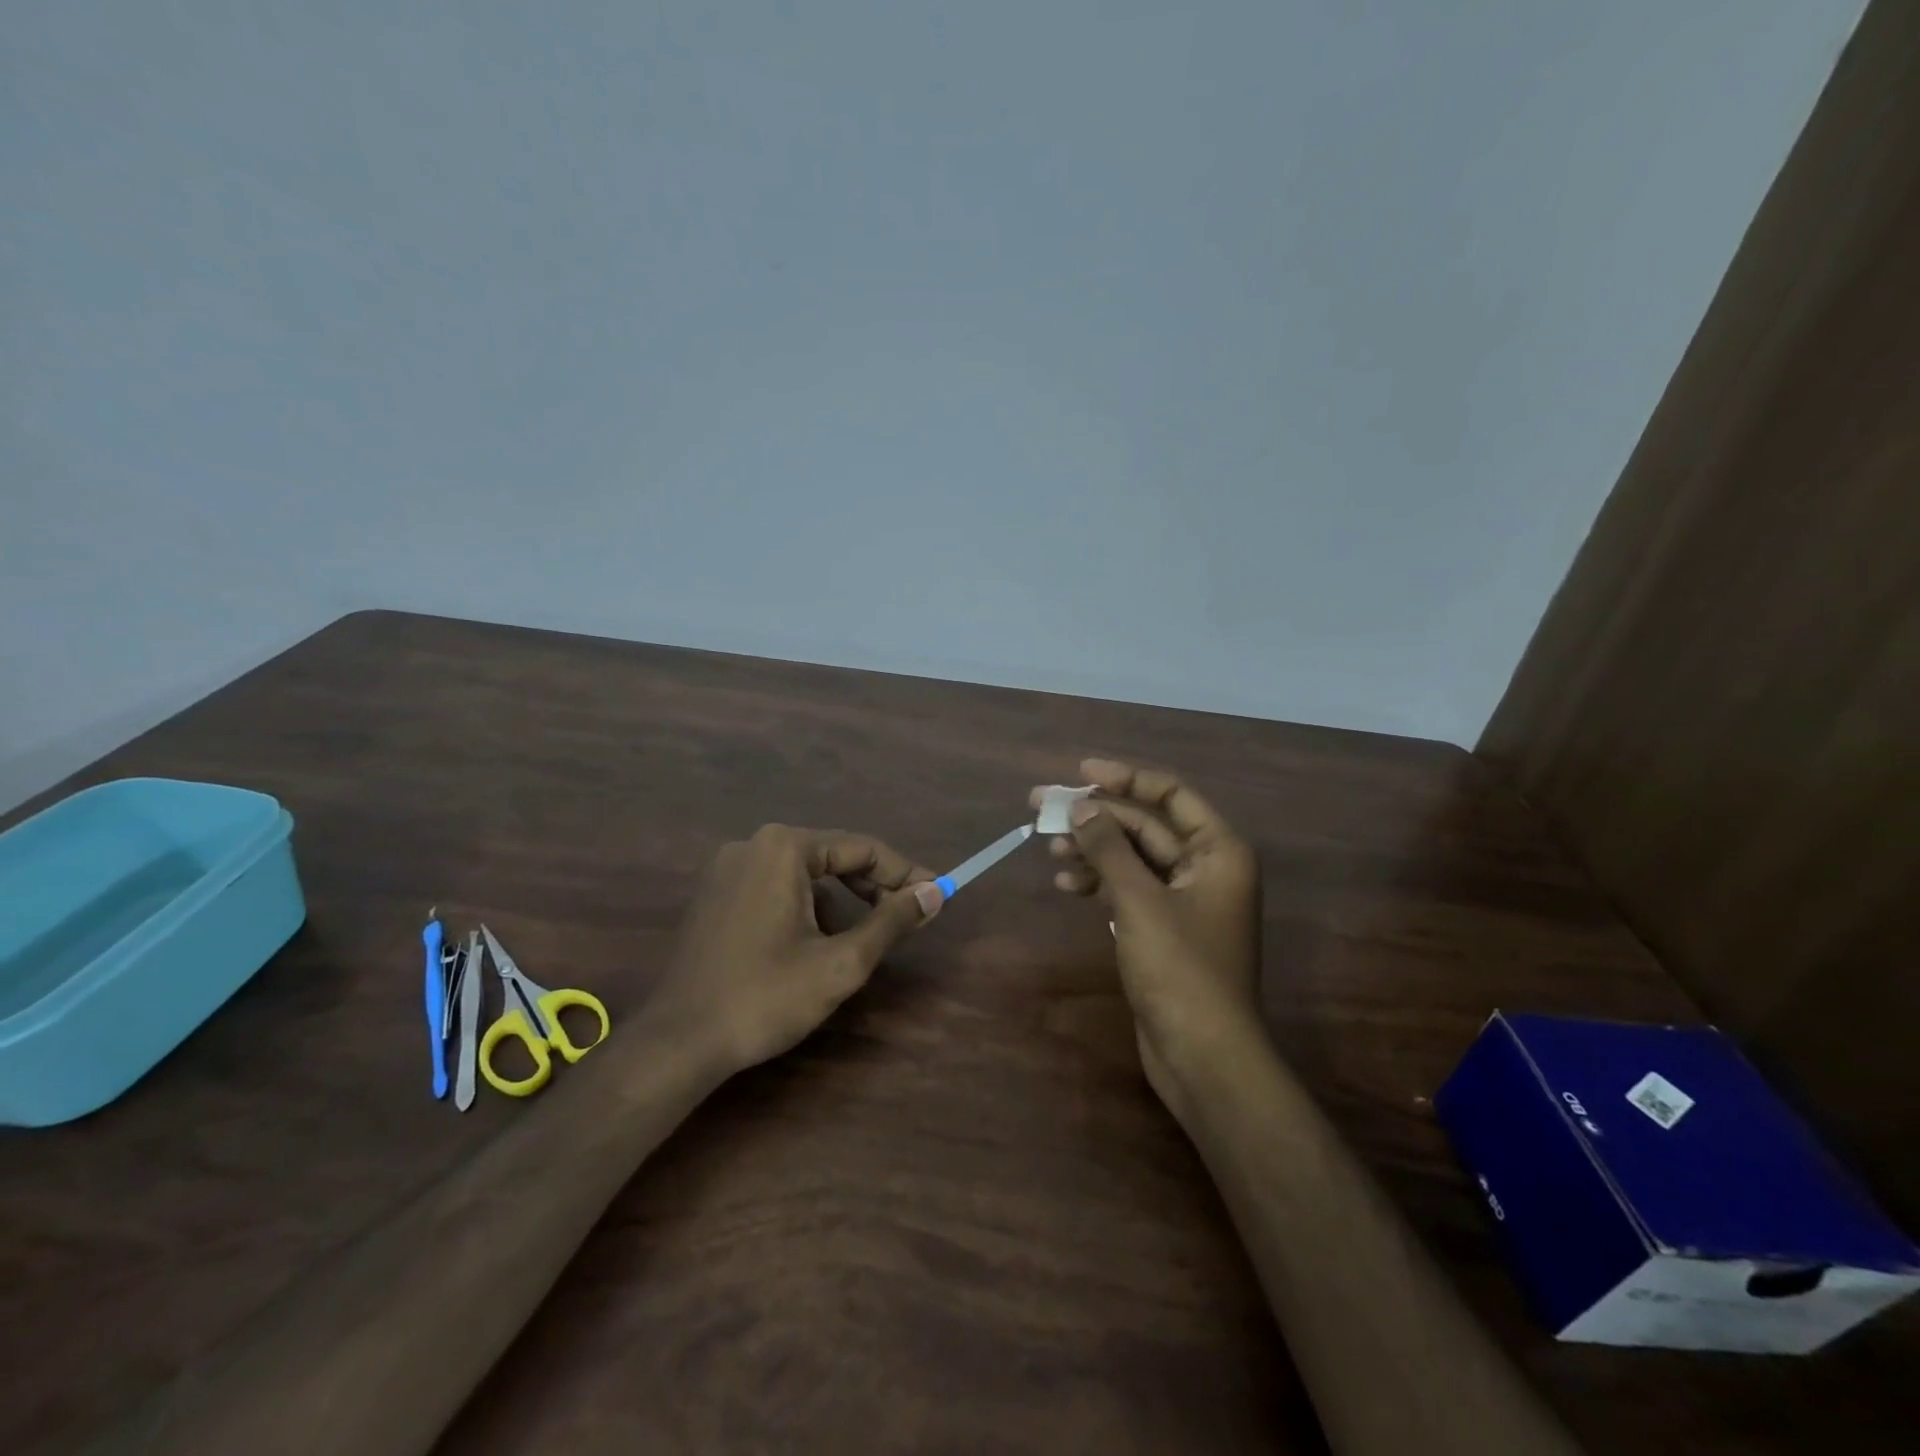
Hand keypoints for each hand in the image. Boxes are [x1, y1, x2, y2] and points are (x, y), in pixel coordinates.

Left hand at [651, 825, 942, 1076]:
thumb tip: (935, 893)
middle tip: (907, 919)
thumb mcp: (841, 962)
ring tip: (861, 941)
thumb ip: (892, 921)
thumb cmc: (766, 997)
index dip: (905, 874)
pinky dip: (806, 908)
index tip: (936, 897)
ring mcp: (728, 868)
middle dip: (873, 887)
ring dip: (840, 901)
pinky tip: (814, 946)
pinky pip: (776, 887)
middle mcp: (754, 844)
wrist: (678, 1042)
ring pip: (805, 874)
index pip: (862, 848)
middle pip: (833, 856)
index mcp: (784, 848)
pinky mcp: (714, 894)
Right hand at [1035, 759, 1262, 1121]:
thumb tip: (1082, 805)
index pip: (1170, 794)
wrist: (1203, 1055)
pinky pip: (1129, 889)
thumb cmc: (1180, 969)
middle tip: (1043, 806)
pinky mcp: (1164, 928)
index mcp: (1219, 850)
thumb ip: (1109, 847)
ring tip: (1049, 847)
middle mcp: (1206, 867)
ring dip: (1092, 849)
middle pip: (1146, 825)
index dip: (1125, 778)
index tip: (1080, 772)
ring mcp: (1185, 899)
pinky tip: (1067, 884)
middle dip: (1096, 816)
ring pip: (1132, 858)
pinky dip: (1099, 883)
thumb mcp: (1139, 900)